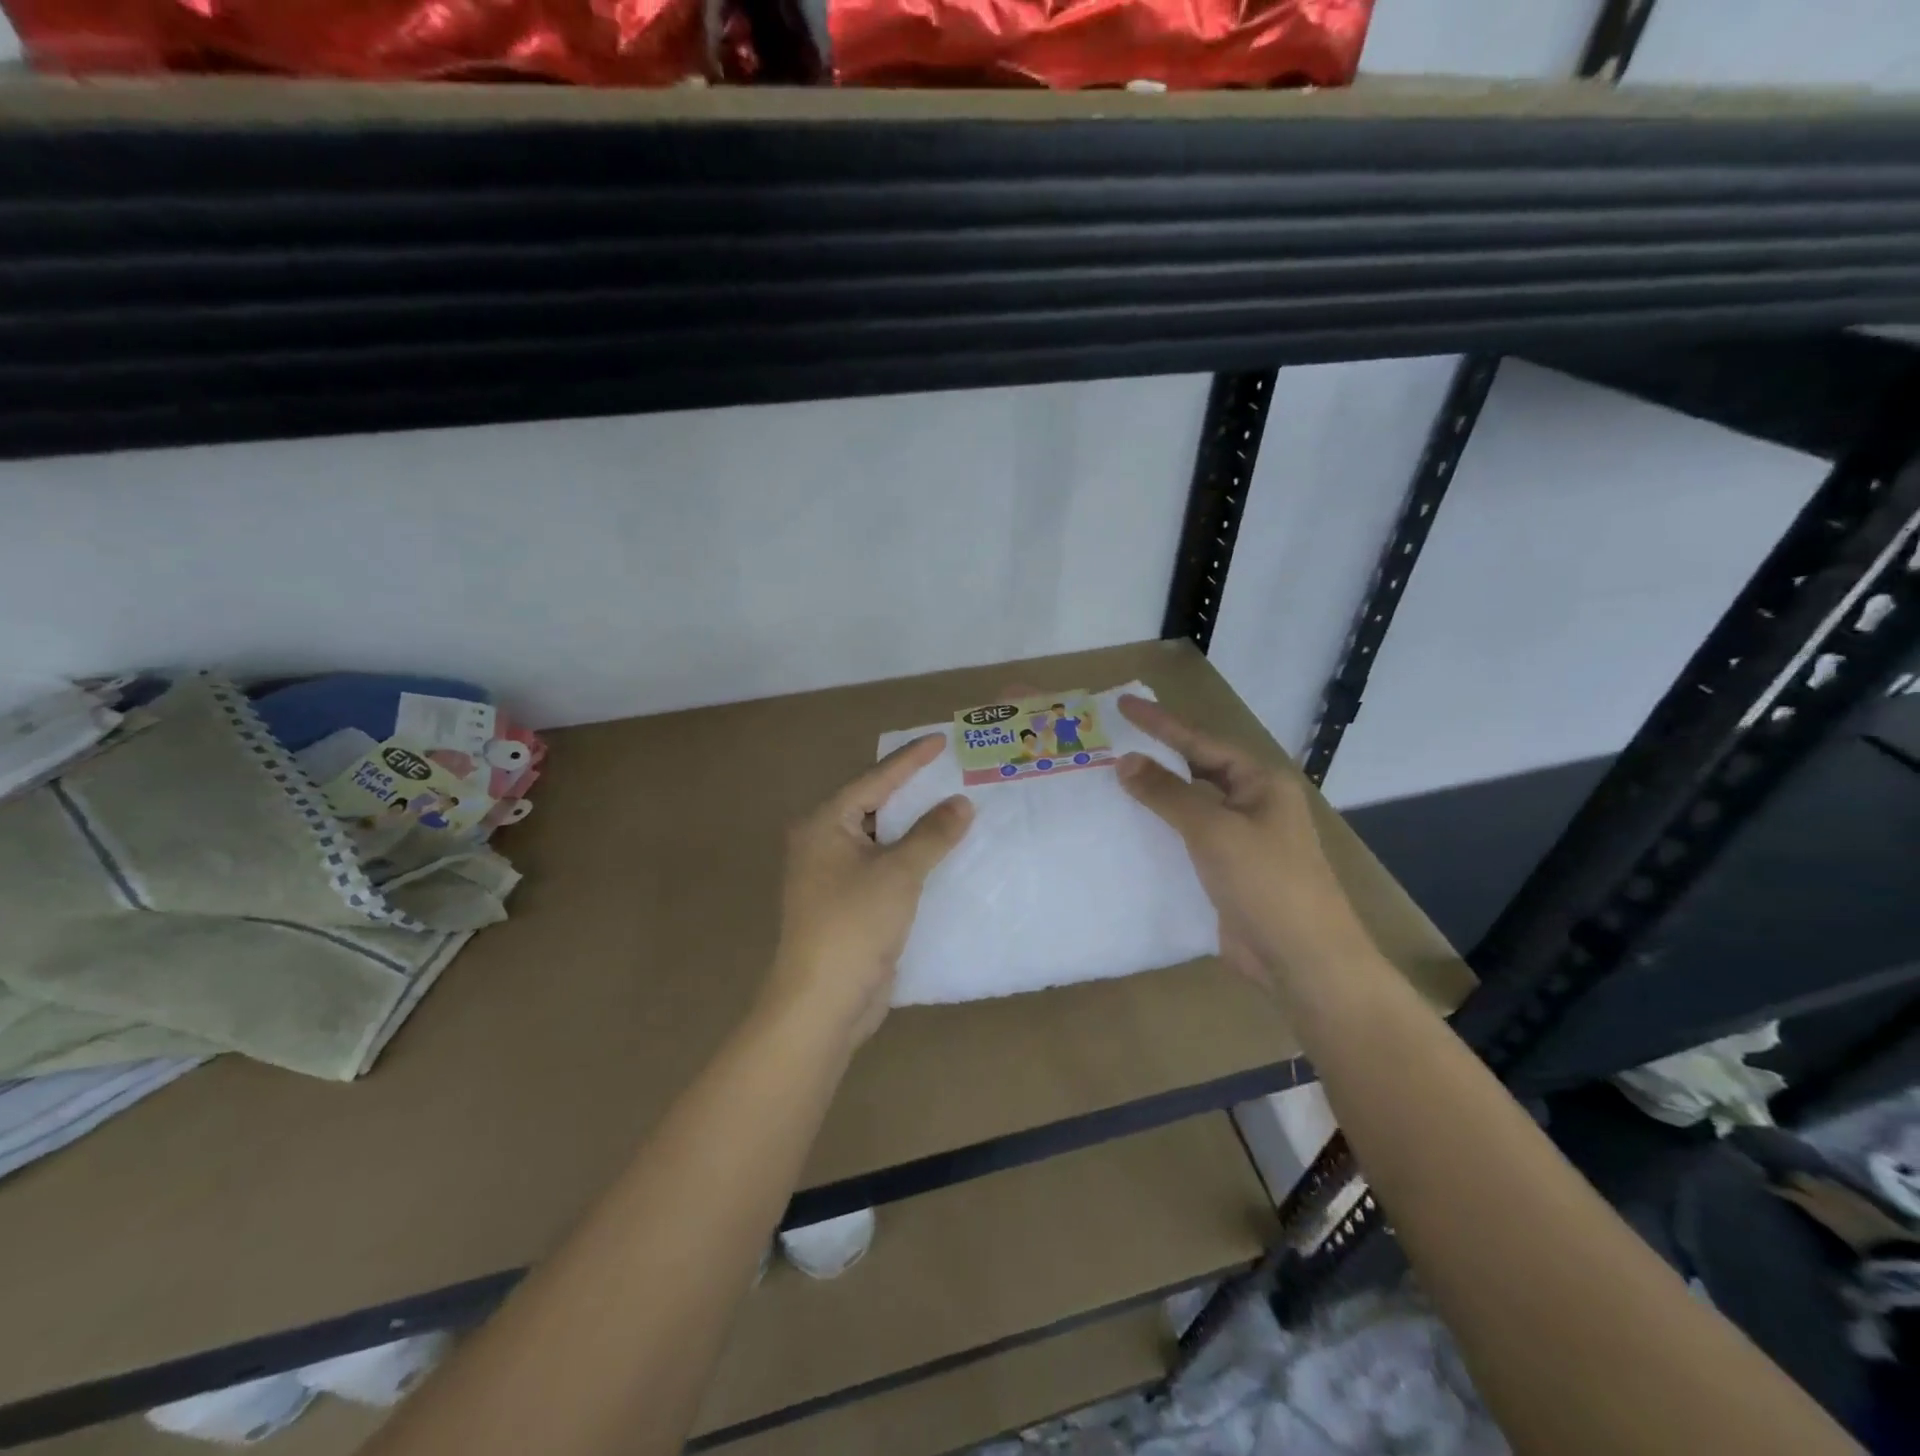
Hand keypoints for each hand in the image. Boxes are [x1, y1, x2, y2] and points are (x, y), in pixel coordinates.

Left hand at [764, 735, 973, 1046]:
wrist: (823, 1002)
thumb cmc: (854, 924)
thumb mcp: (898, 873)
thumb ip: (932, 834)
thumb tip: (960, 802)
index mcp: (824, 824)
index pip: (874, 780)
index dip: (910, 759)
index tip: (942, 739)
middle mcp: (822, 842)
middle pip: (874, 805)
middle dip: (913, 791)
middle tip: (951, 771)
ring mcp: (832, 875)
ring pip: (880, 838)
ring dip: (914, 827)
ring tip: (953, 806)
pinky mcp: (847, 903)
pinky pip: (882, 866)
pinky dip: (909, 857)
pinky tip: (939, 853)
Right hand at [1115, 695, 1370, 988]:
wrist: (1302, 959)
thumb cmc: (1266, 883)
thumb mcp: (1214, 830)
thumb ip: (1167, 793)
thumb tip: (1126, 761)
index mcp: (1260, 784)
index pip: (1201, 742)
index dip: (1160, 723)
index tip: (1123, 703)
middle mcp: (1252, 805)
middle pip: (1196, 771)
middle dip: (1156, 756)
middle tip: (1112, 741)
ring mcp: (1240, 841)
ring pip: (1189, 808)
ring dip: (1154, 797)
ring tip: (1110, 781)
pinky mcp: (1226, 873)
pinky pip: (1185, 842)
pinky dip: (1158, 833)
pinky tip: (1127, 831)